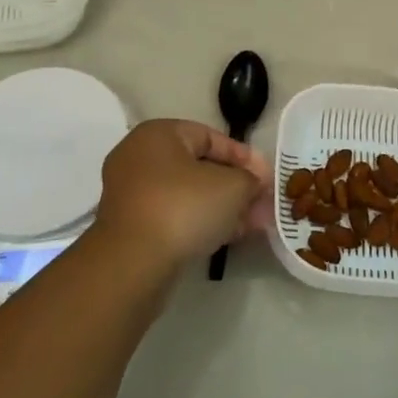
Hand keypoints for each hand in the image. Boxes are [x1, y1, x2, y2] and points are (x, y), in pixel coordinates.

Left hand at [95, 120, 271, 271]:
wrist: (132, 263)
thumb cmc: (184, 207)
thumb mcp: (232, 186)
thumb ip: (250, 180)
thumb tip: (257, 184)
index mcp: (159, 134)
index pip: (210, 137)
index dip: (243, 156)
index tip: (266, 177)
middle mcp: (139, 156)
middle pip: (199, 167)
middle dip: (235, 186)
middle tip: (261, 203)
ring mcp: (131, 193)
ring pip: (188, 194)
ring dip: (221, 207)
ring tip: (252, 224)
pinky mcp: (131, 225)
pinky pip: (173, 215)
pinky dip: (200, 222)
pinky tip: (228, 236)